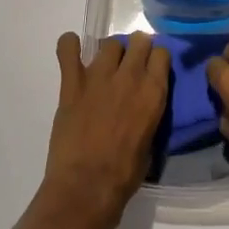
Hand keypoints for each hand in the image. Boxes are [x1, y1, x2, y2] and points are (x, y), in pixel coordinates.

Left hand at [39, 31, 167, 228]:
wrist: (86, 188)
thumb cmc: (124, 175)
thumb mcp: (151, 142)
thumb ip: (149, 113)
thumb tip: (143, 105)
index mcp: (153, 92)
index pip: (162, 54)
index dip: (156, 59)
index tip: (152, 68)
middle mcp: (129, 76)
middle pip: (137, 41)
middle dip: (136, 49)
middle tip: (130, 66)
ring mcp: (98, 76)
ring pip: (109, 44)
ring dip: (110, 53)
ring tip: (104, 68)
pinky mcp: (72, 83)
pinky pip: (67, 50)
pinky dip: (69, 46)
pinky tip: (71, 52)